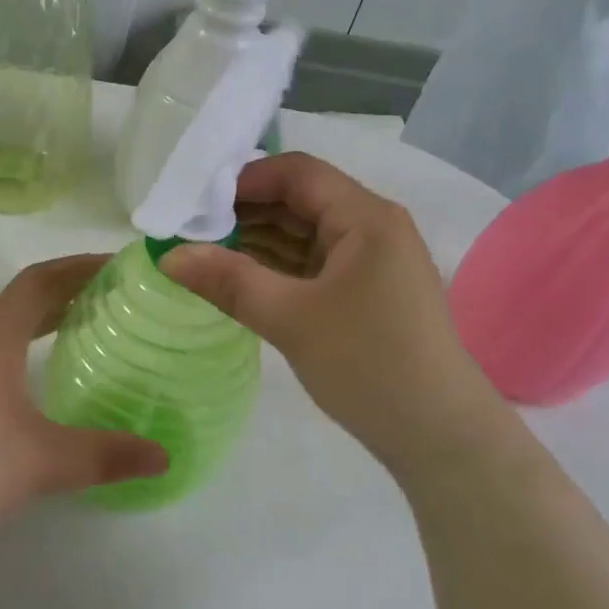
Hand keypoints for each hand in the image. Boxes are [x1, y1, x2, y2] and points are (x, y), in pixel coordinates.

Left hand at [0, 255, 166, 556]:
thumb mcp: (44, 461)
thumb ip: (106, 455)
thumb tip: (163, 456)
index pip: (40, 280)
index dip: (80, 266)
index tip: (120, 266)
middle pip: (23, 299)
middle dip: (69, 290)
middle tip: (116, 296)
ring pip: (6, 327)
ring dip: (45, 319)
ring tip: (86, 329)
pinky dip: (26, 348)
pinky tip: (40, 379)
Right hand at [161, 152, 512, 470]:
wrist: (439, 435)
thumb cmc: (368, 364)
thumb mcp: (290, 319)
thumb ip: (228, 281)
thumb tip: (169, 256)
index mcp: (365, 217)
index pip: (296, 173)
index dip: (243, 180)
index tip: (195, 203)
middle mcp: (372, 227)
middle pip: (300, 200)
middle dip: (245, 212)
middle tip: (190, 231)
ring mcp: (371, 261)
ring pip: (305, 233)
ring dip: (258, 240)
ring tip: (204, 254)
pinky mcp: (366, 292)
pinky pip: (313, 263)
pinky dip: (277, 267)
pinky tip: (238, 278)